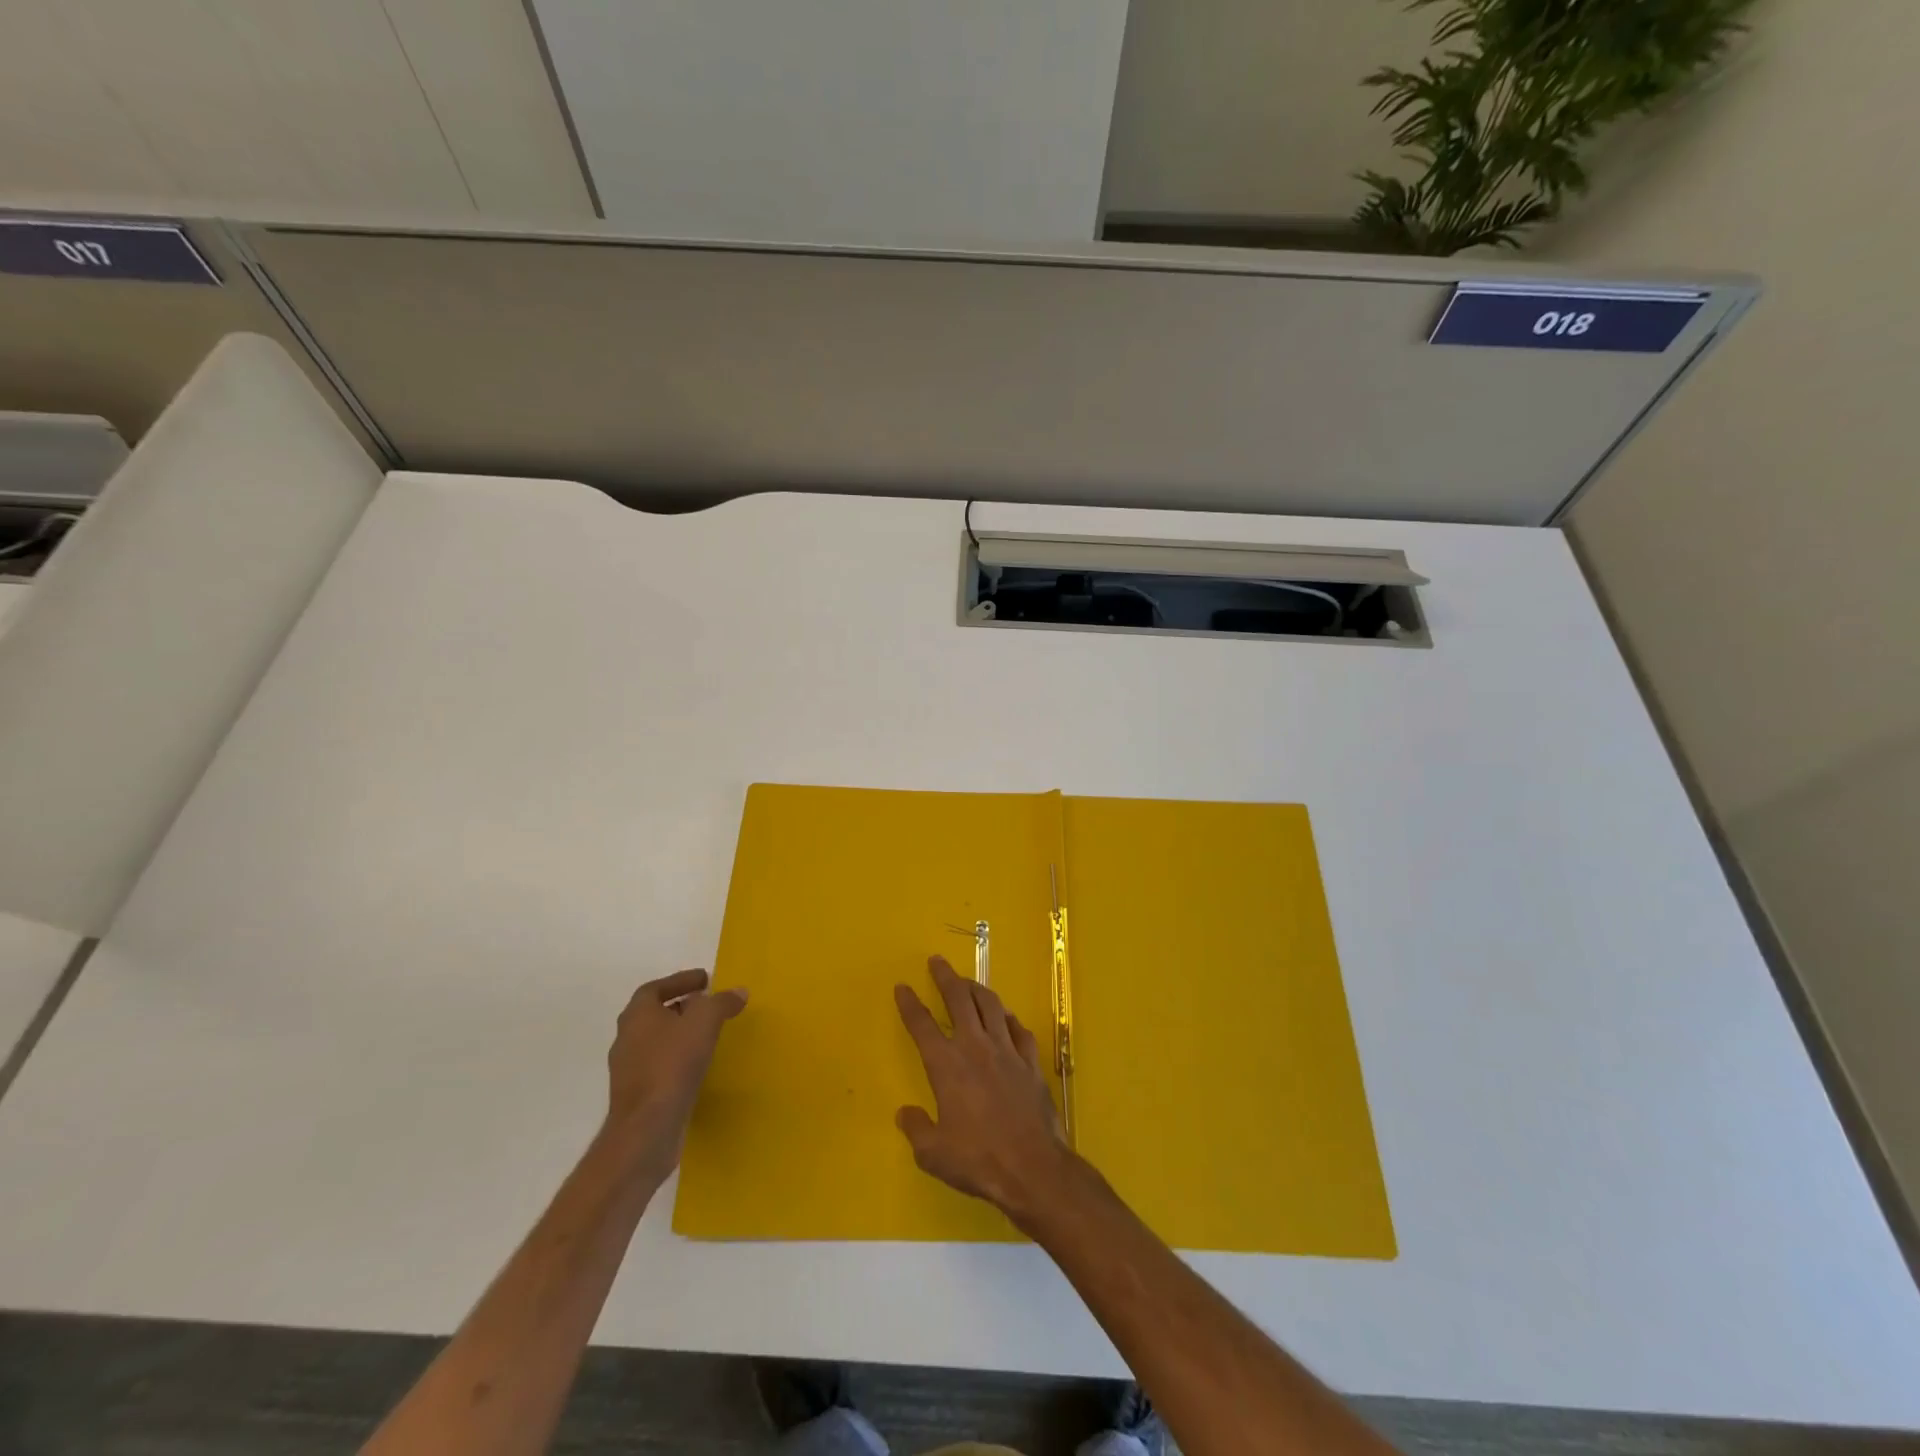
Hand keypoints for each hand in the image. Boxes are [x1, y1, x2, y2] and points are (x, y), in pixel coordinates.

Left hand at [601, 969, 747, 1179]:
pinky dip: (678, 1059)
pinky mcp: (637, 1096)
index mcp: (637, 1015)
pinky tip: (698, 1066)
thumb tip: (738, 992)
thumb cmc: (672, 1064)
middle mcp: (627, 1038)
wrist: (646, 1129)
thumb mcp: (704, 1023)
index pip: (655, 988)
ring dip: (680, 1034)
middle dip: (682, 1007)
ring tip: (708, 1034)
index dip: (680, 980)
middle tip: (709, 1005)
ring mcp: (629, 1069)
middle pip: (655, 1014)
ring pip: (657, 1041)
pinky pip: (660, 1066)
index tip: (705, 980)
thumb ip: (721, 1002)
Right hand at [894, 955, 1072, 1226]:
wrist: (1033, 1167)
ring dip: (977, 988)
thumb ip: (916, 1129)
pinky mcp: (1030, 1061)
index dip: (910, 1004)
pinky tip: (1005, 1017)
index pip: (922, 1025)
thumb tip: (905, 1113)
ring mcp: (1007, 1050)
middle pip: (959, 999)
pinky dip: (1008, 1018)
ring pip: (991, 1006)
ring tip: (969, 981)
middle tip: (937, 961)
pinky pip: (1018, 1029)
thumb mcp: (933, 1154)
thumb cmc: (978, 1160)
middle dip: (946, 977)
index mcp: (947, 1065)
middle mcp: (975, 1047)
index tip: (902, 987)